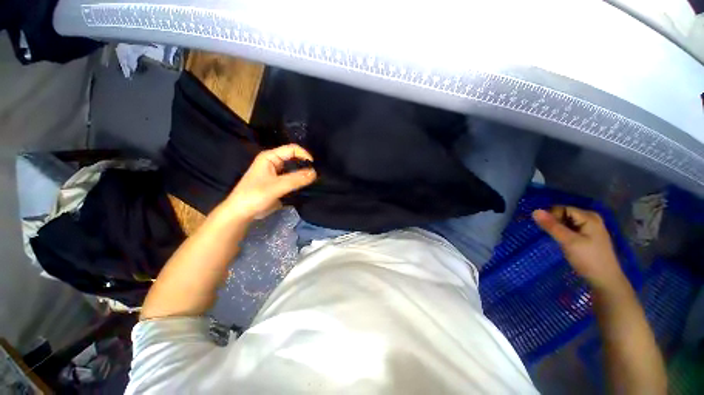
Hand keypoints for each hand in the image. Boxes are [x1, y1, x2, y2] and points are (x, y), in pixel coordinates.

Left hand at [222, 144, 315, 221]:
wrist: (242, 213)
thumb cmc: (255, 196)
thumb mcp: (276, 186)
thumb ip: (296, 179)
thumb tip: (315, 173)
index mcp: (270, 157)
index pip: (292, 149)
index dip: (304, 155)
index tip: (314, 167)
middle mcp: (274, 163)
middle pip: (294, 159)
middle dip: (305, 166)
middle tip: (317, 176)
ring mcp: (277, 174)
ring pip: (294, 170)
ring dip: (303, 175)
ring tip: (314, 181)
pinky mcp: (279, 184)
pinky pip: (293, 179)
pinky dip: (300, 182)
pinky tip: (307, 187)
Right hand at [532, 206, 625, 290]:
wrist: (605, 280)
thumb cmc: (588, 259)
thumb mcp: (568, 242)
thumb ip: (551, 226)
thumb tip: (534, 211)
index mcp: (588, 217)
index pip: (562, 208)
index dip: (551, 217)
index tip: (548, 231)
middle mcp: (590, 218)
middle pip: (564, 214)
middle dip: (555, 223)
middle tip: (554, 237)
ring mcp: (590, 227)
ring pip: (566, 222)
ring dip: (558, 229)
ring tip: (558, 241)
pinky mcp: (588, 236)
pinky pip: (571, 229)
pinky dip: (564, 234)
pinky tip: (564, 243)